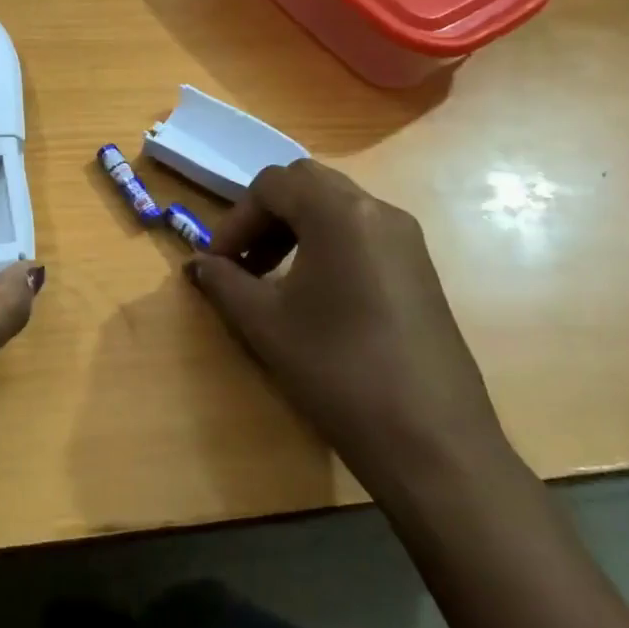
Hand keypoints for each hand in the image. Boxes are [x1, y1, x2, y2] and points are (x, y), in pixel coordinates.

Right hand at [185, 159, 506, 491]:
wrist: (431, 442)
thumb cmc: (337, 370)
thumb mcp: (264, 322)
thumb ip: (223, 282)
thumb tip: (197, 264)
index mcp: (340, 213)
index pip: (272, 185)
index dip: (234, 220)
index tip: (217, 263)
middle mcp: (378, 211)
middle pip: (307, 185)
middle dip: (265, 216)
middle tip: (242, 260)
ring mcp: (407, 240)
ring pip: (336, 207)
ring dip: (294, 229)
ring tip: (270, 278)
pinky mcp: (420, 270)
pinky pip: (362, 234)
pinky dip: (326, 245)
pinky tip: (313, 295)